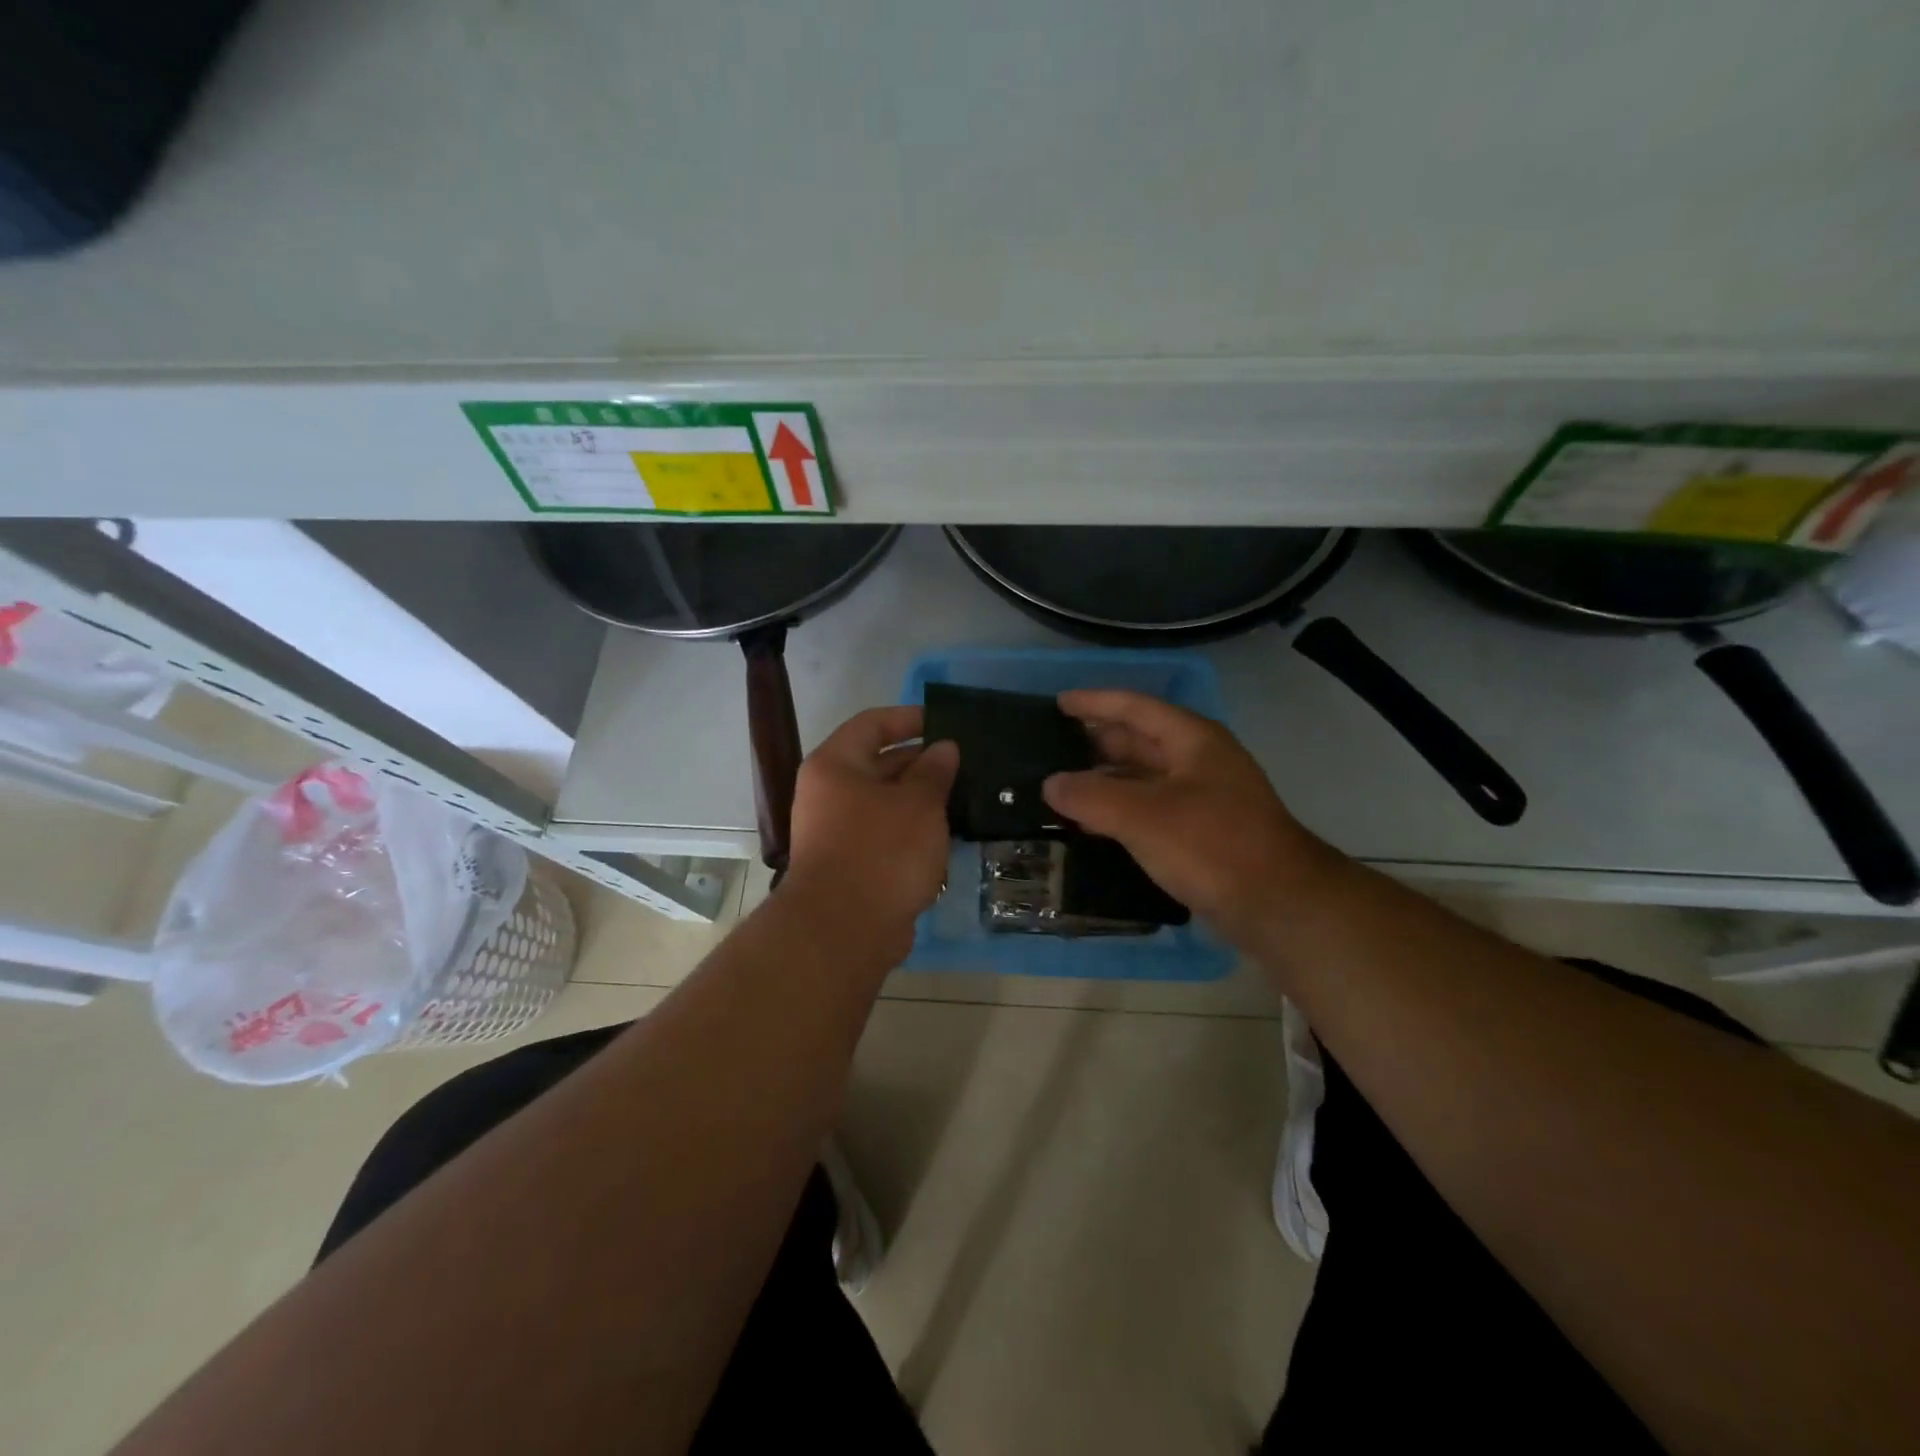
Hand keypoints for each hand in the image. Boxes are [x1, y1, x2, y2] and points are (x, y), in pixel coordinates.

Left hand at [784, 706, 958, 949]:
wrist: (845, 930)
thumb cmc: (882, 851)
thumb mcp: (918, 804)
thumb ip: (934, 770)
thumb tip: (944, 747)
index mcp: (835, 765)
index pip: (872, 724)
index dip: (910, 718)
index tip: (947, 722)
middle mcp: (829, 793)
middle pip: (879, 763)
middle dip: (923, 762)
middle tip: (967, 763)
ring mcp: (837, 831)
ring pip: (886, 802)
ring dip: (921, 799)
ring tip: (965, 796)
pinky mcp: (850, 864)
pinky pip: (885, 834)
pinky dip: (913, 830)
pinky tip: (947, 834)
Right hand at [1042, 690, 1329, 933]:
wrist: (1278, 905)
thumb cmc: (1211, 845)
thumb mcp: (1142, 815)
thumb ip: (1091, 796)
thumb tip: (1052, 784)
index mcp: (1192, 740)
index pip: (1135, 708)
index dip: (1095, 703)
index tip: (1058, 704)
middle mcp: (1199, 762)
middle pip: (1139, 741)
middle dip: (1096, 743)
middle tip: (1051, 748)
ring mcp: (1203, 799)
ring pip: (1143, 779)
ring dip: (1105, 782)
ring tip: (1061, 789)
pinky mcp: (1202, 834)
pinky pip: (1150, 811)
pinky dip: (1119, 813)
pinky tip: (1090, 826)